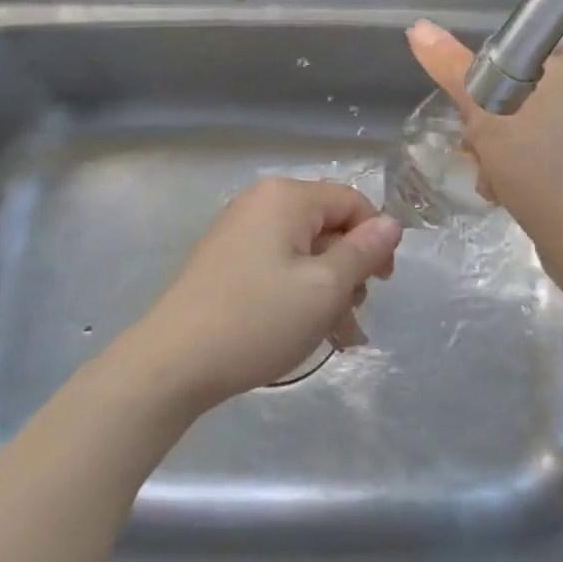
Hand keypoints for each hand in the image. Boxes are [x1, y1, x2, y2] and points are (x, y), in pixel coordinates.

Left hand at [125, 178, 402, 410]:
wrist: (171, 364)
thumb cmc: (257, 320)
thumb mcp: (324, 289)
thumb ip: (363, 253)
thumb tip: (392, 223)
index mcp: (286, 197)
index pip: (351, 201)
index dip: (375, 237)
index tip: (383, 282)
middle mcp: (261, 204)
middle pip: (327, 226)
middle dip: (349, 271)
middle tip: (353, 316)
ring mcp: (239, 233)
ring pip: (304, 253)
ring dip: (328, 291)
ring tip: (337, 338)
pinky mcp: (226, 262)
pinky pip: (278, 267)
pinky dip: (299, 294)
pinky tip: (309, 333)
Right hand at [406, 21, 562, 285]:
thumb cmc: (541, 168)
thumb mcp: (488, 116)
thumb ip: (453, 70)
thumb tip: (417, 26)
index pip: (509, 59)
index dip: (479, 87)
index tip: (469, 117)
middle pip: (510, 95)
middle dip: (484, 129)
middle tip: (480, 153)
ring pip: (518, 127)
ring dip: (494, 153)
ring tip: (491, 179)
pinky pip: (536, 151)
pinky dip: (515, 168)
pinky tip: (504, 192)